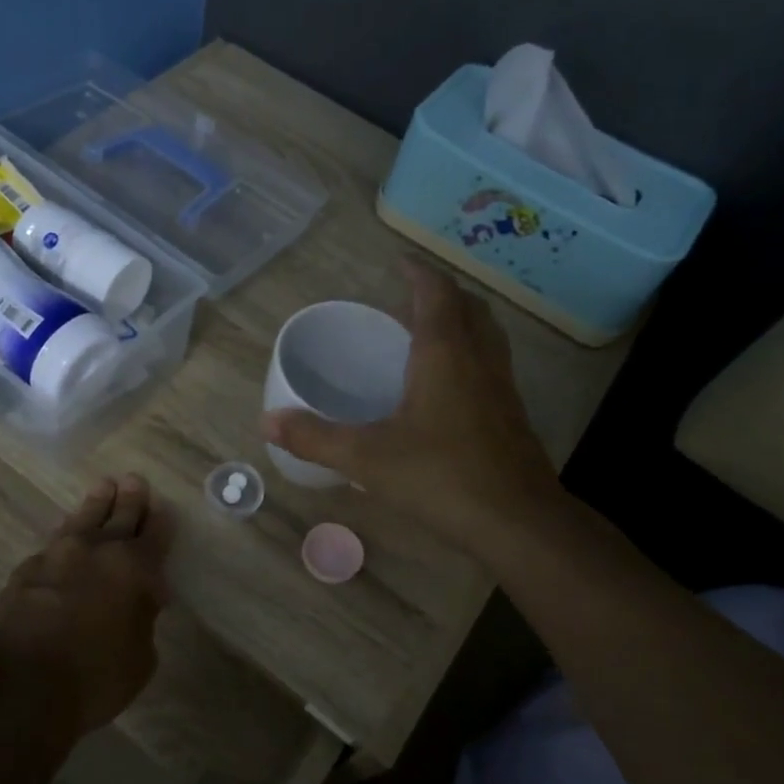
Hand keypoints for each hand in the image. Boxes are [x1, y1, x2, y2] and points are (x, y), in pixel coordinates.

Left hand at [0, 473, 173, 736]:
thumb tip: (138, 601)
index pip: (154, 534)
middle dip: (130, 500)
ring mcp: (56, 556)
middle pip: (118, 516)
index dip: (160, 520)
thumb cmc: (94, 678)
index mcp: (134, 568)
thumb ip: (143, 620)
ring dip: (95, 504)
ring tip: (103, 487)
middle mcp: (97, 551)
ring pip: (82, 520)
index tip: (162, 506)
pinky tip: (66, 535)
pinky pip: (54, 542)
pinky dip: (66, 534)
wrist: (20, 688)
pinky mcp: (25, 571)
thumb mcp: (140, 659)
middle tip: (134, 481)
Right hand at [261, 260, 562, 552]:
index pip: (436, 293)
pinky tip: (447, 388)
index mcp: (445, 353)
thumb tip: (266, 422)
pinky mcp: (512, 415)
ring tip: (428, 334)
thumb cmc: (440, 476)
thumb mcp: (366, 458)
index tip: (399, 262)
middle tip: (409, 299)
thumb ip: (315, 438)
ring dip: (460, 322)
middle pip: (467, 308)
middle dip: (440, 294)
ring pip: (485, 335)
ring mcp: (502, 387)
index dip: (418, 273)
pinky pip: (491, 365)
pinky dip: (469, 355)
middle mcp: (479, 359)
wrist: (517, 521)